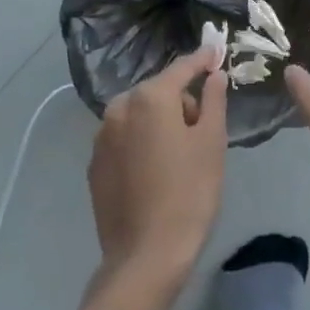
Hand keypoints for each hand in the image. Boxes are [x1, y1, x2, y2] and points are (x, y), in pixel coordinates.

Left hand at [88, 46, 230, 285]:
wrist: (145, 257)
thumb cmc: (189, 194)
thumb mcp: (211, 143)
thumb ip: (213, 100)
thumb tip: (214, 74)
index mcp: (150, 98)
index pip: (182, 68)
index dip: (202, 60)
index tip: (215, 52)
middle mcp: (119, 108)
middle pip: (158, 91)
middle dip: (180, 101)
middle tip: (201, 132)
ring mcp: (102, 136)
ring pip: (139, 114)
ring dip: (159, 122)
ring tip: (178, 156)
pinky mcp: (95, 163)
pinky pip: (124, 138)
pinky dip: (140, 142)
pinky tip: (154, 171)